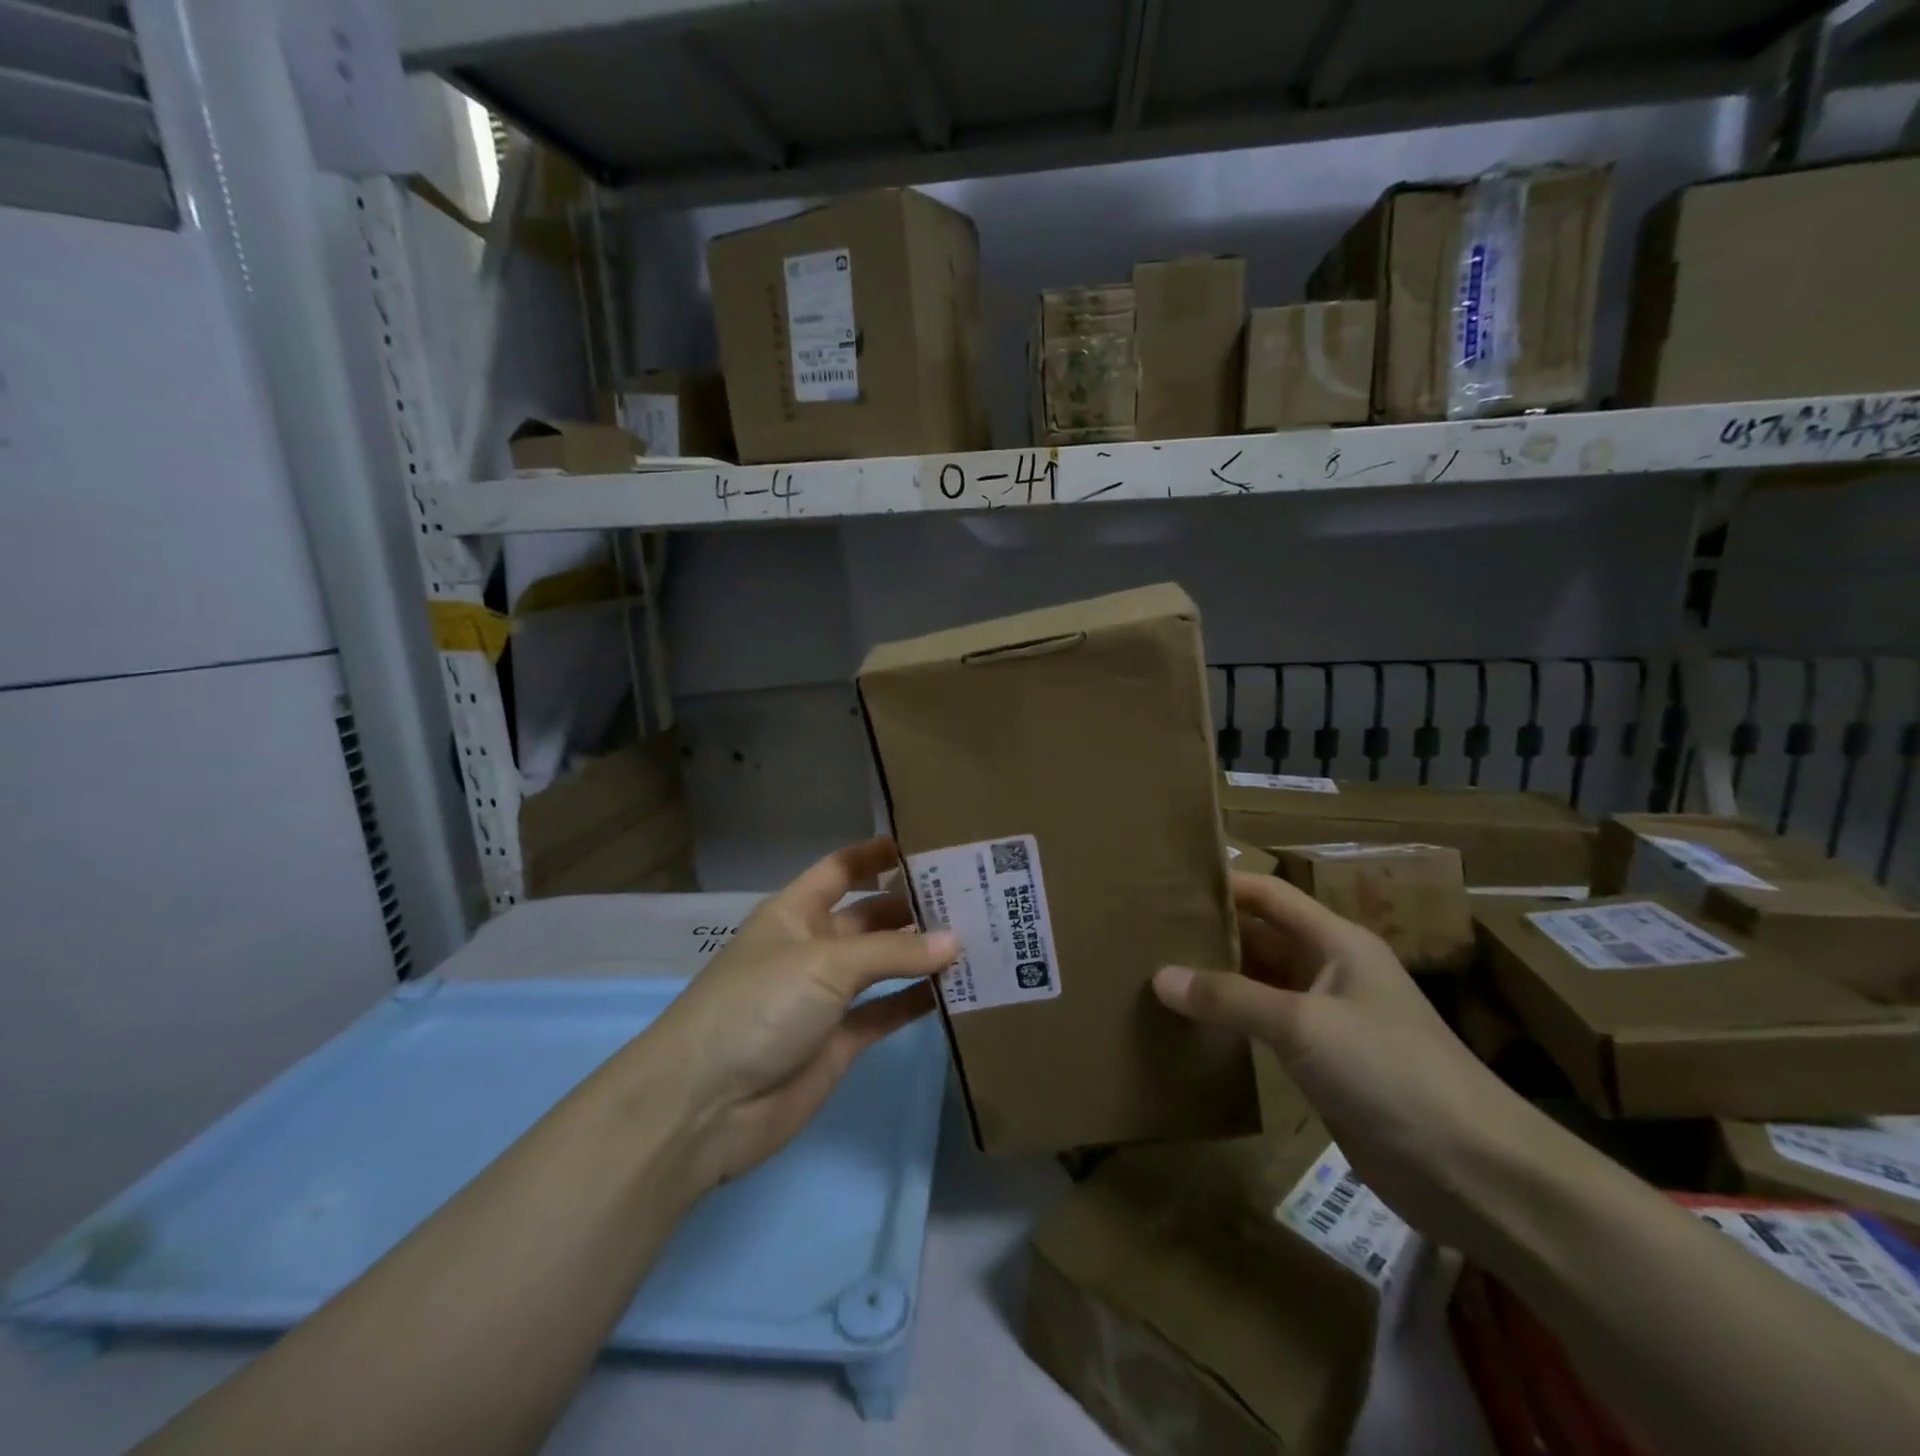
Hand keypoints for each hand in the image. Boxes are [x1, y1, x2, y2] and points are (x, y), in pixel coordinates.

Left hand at [643, 837, 958, 1187]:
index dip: (878, 855)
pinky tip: (957, 991)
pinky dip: (917, 1001)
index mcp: (796, 912)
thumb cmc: (759, 1005)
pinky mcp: (841, 1041)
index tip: (929, 846)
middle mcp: (813, 947)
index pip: (842, 869)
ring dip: (922, 955)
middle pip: (871, 917)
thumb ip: (893, 951)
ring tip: (978, 939)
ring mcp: (827, 996)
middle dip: (914, 907)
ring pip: (884, 965)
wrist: (706, 1105)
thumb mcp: (825, 963)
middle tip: (973, 898)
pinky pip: (886, 1011)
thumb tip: (956, 941)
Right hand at [1152, 872, 1534, 1249]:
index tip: (1166, 885)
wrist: (1473, 1171)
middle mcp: (1330, 970)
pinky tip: (1191, 1026)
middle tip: (1146, 933)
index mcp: (1336, 942)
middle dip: (1210, 935)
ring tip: (1154, 973)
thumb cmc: (1391, 1072)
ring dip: (1217, 980)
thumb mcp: (1304, 1025)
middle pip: (1261, 937)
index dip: (1223, 885)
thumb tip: (1160, 977)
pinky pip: (1266, 1028)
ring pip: (1260, 984)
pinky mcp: (1324, 1064)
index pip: (1269, 896)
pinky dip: (1231, 1022)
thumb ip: (1230, 998)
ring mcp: (1328, 1018)